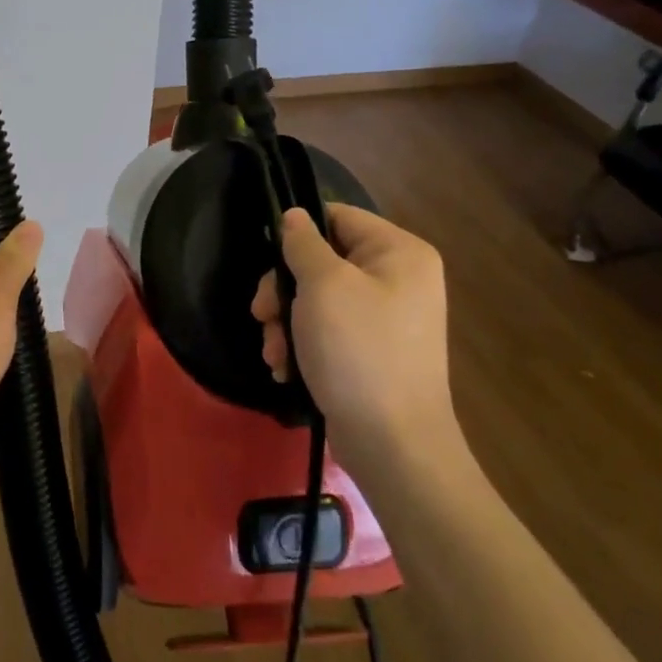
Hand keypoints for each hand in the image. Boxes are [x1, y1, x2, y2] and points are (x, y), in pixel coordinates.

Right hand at [251, 204, 453, 447]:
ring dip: (286, 323)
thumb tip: (294, 217)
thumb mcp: (323, 286)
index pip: (339, 216)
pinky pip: (327, 331)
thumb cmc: (358, 351)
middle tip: (262, 315)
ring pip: (317, 299)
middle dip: (284, 290)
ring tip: (274, 353)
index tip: (270, 261)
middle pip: (322, 261)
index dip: (298, 233)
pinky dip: (302, 346)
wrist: (393, 445)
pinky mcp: (370, 353)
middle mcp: (398, 279)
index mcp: (399, 252)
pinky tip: (286, 369)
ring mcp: (385, 319)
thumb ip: (303, 244)